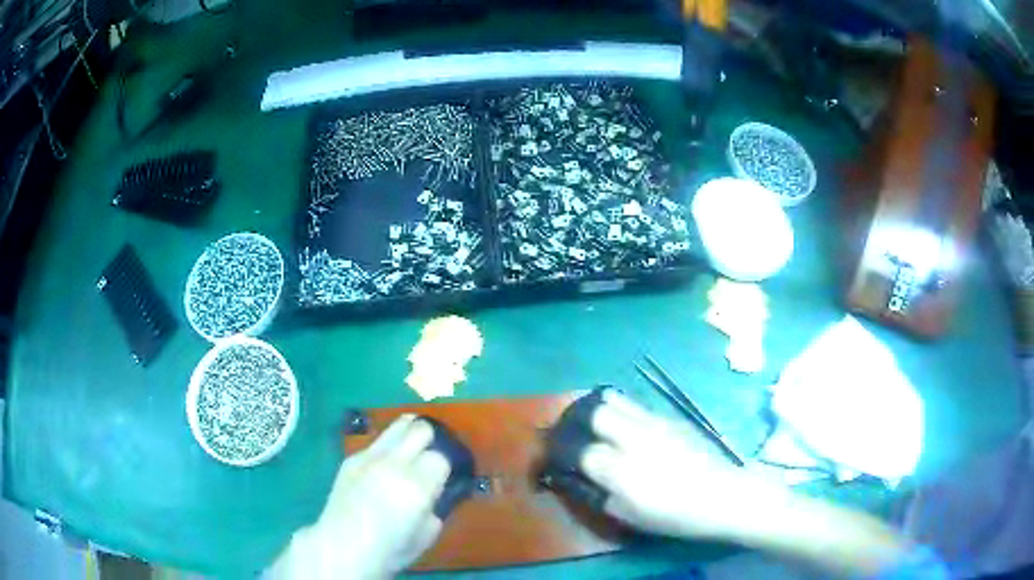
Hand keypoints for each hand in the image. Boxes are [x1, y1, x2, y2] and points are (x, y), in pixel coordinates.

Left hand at [273, 415, 449, 578]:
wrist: (343, 547)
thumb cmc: (391, 549)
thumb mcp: (428, 533)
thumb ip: (437, 505)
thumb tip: (437, 490)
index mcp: (417, 485)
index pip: (442, 456)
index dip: (446, 467)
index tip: (445, 477)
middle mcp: (394, 463)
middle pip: (421, 429)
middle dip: (432, 441)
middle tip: (431, 457)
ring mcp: (370, 457)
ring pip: (398, 426)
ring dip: (410, 434)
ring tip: (413, 448)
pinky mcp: (352, 458)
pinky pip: (377, 442)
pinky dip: (388, 448)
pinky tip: (384, 466)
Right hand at [579, 390, 763, 540]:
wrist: (723, 494)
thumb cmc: (675, 515)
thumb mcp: (628, 516)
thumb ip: (596, 494)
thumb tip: (576, 476)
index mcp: (621, 470)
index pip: (578, 449)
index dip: (562, 452)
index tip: (557, 457)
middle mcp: (634, 438)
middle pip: (595, 412)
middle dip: (577, 419)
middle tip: (573, 432)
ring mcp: (654, 423)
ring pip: (615, 399)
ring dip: (598, 408)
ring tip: (595, 423)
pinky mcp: (670, 417)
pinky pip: (636, 405)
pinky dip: (621, 412)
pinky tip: (627, 429)